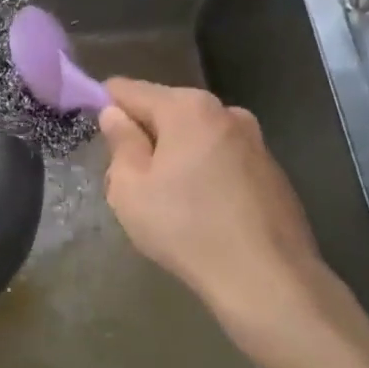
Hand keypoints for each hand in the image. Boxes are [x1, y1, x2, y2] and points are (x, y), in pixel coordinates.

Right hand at [98, 79, 355, 339]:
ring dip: (176, 155)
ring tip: (166, 200)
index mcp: (188, 108)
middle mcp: (226, 112)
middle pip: (168, 111)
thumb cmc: (185, 227)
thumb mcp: (130, 188)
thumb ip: (120, 143)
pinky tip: (202, 211)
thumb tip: (115, 114)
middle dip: (145, 135)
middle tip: (128, 178)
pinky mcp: (273, 171)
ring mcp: (255, 141)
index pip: (131, 90)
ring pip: (197, 137)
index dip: (107, 105)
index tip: (95, 130)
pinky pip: (223, 160)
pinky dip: (205, 173)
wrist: (266, 278)